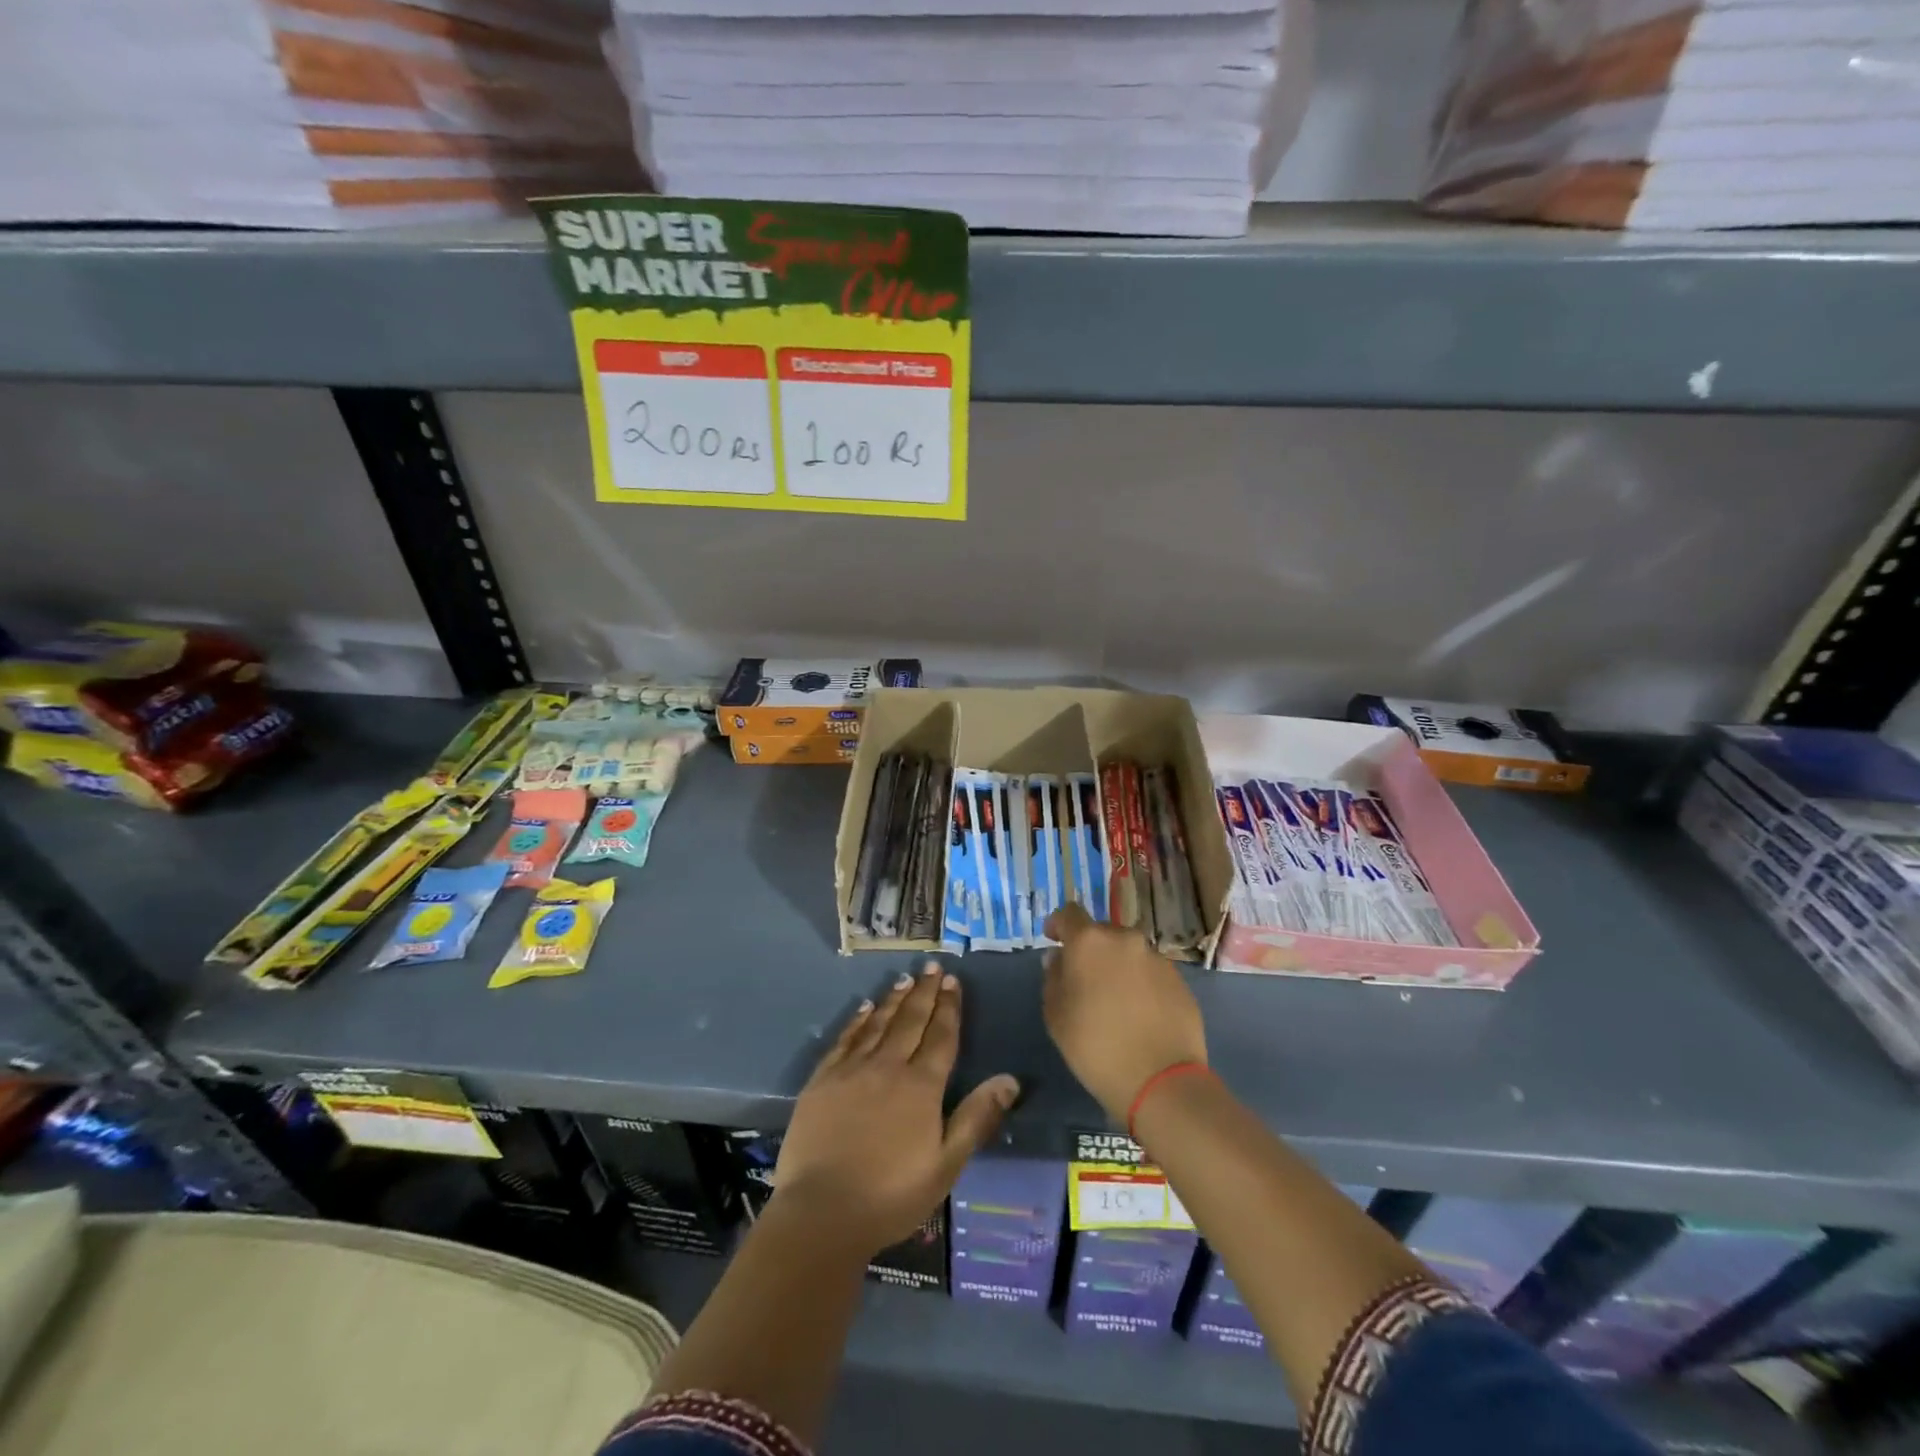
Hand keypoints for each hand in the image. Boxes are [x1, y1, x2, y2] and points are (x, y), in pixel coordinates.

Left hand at [773, 962, 1018, 1255]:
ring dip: (894, 999)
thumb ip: (976, 1118)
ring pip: (878, 1024)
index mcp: (921, 1087)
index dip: (949, 1007)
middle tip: (933, 966)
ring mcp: (851, 1070)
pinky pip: (845, 1039)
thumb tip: (1010, 1079)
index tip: (953, 981)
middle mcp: (888, 1067)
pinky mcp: (822, 1080)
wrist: (822, 1212)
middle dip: (925, 992)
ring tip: (906, 979)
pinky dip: (858, 1021)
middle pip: (911, 1021)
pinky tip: (865, 1008)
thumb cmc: (891, 1195)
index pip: (941, 1036)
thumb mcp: (946, 1165)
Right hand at [1042, 903, 1207, 1121]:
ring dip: (1117, 966)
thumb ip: (1053, 978)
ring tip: (1114, 999)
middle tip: (1084, 979)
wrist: (1160, 1081)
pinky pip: (1151, 972)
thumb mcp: (1055, 1015)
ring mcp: (1157, 958)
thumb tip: (1059, 959)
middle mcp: (1125, 939)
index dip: (1058, 925)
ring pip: (1129, 952)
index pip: (1069, 914)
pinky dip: (1141, 983)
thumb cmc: (1095, 1046)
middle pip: (1102, 932)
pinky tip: (1139, 1013)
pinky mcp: (1180, 980)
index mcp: (1090, 941)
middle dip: (1090, 949)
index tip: (1053, 940)